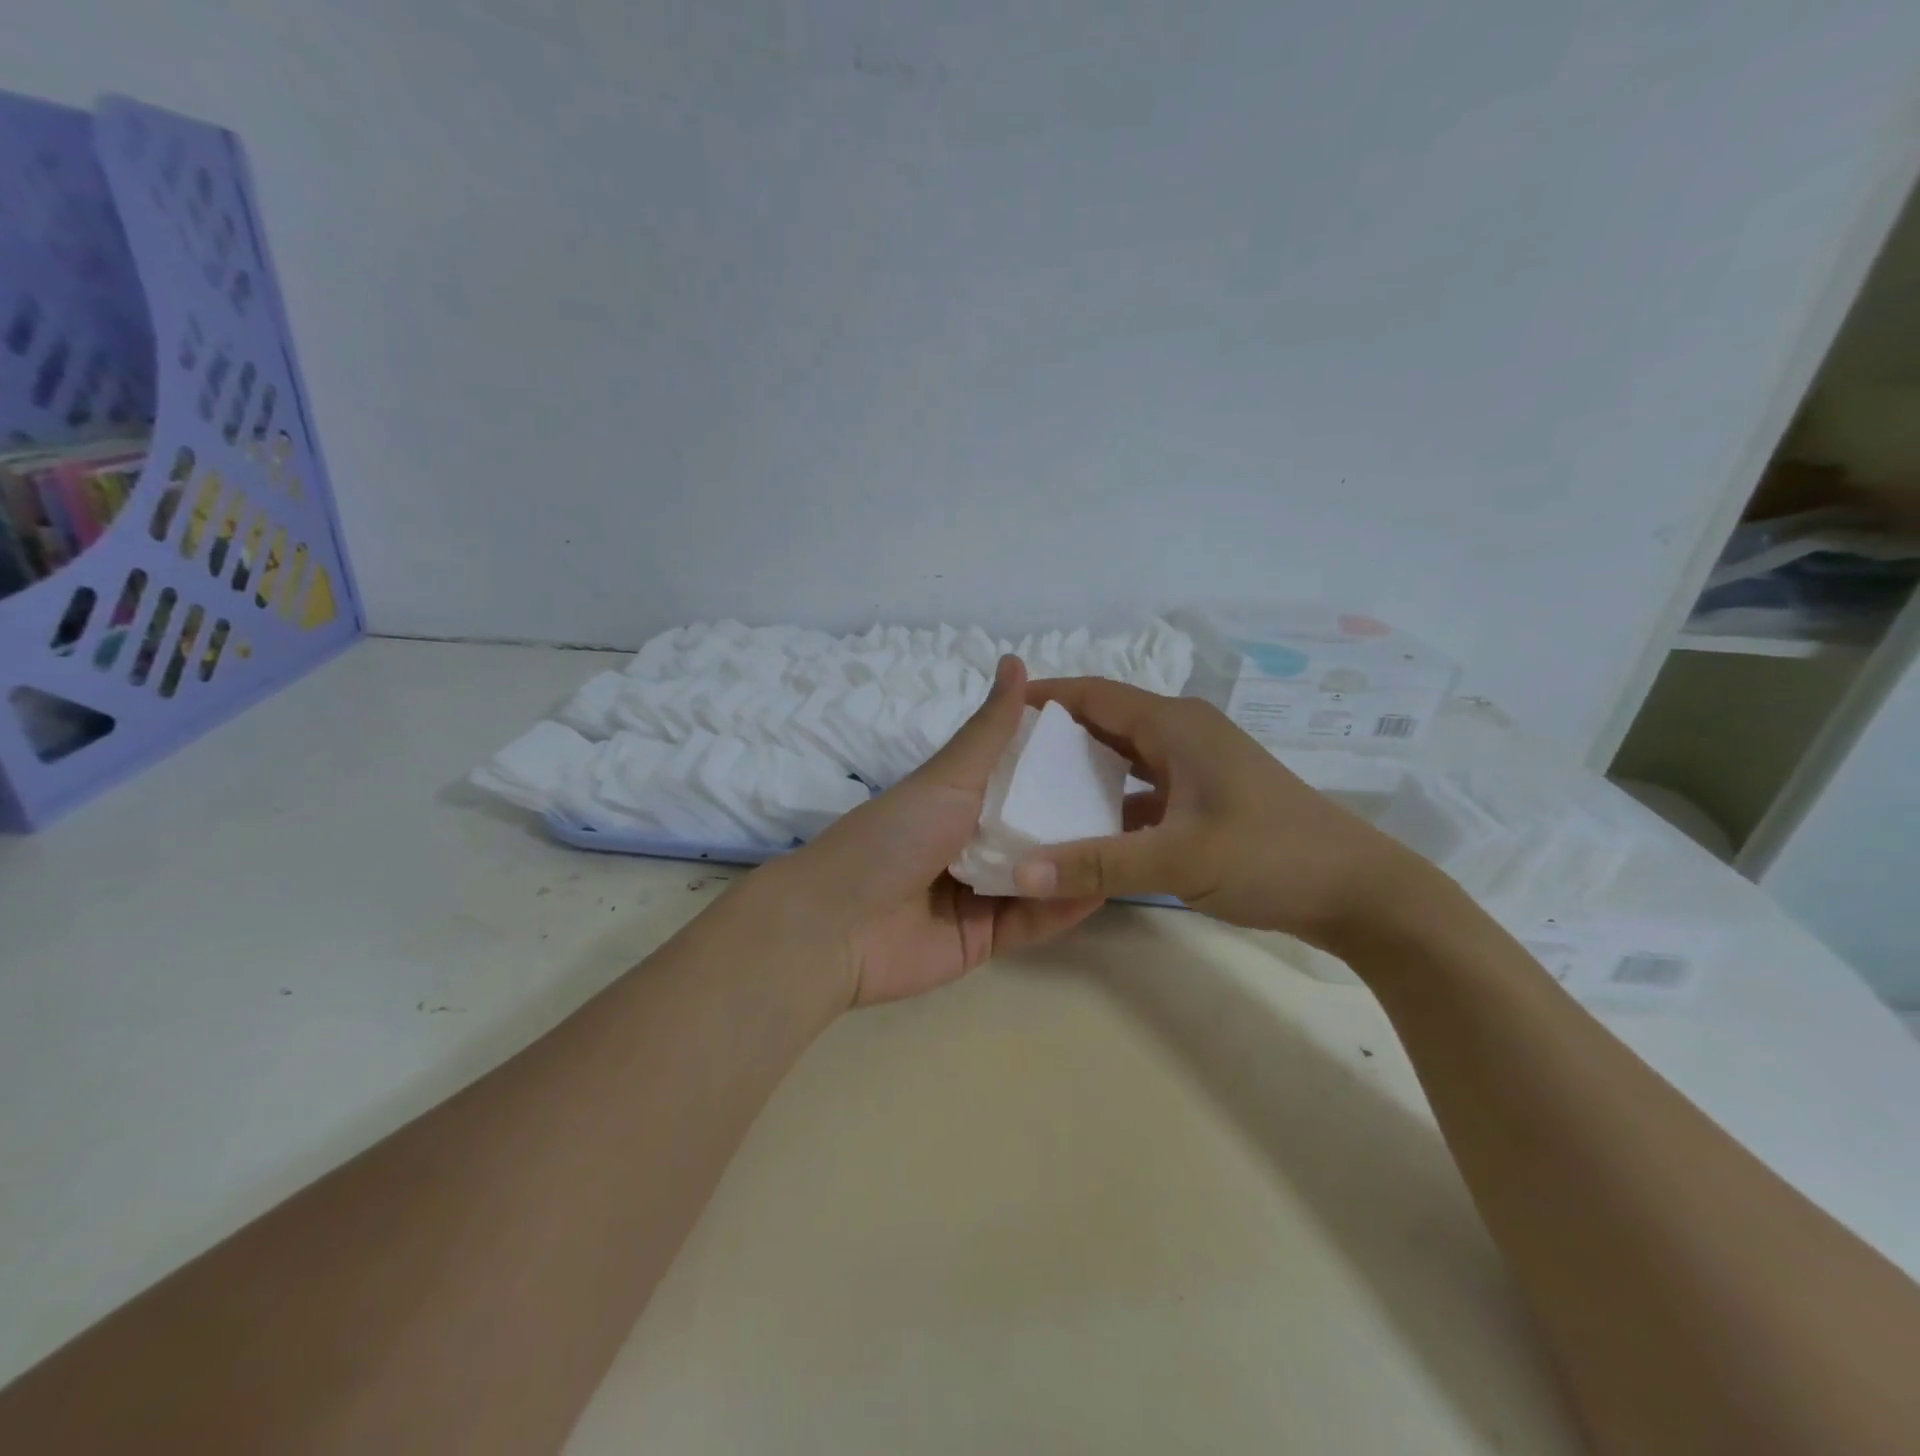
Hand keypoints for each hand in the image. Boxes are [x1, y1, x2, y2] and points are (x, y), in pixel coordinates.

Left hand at [752, 656, 1105, 1007]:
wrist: (837, 927)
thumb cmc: (892, 837)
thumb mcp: (947, 778)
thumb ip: (989, 730)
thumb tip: (1015, 659)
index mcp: (958, 800)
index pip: (1020, 777)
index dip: (1060, 764)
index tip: (1113, 749)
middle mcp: (971, 843)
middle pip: (1035, 828)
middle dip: (1078, 816)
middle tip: (1139, 800)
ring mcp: (980, 893)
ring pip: (1041, 874)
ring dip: (1079, 860)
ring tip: (1135, 842)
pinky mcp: (986, 938)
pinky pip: (1034, 920)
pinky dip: (1065, 906)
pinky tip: (1105, 885)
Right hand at [1009, 679, 1429, 948]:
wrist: (1358, 892)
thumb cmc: (1270, 856)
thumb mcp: (1178, 860)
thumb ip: (1095, 864)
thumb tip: (1018, 870)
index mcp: (1175, 725)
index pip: (1094, 695)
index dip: (1045, 698)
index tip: (998, 712)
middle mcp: (1183, 735)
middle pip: (1105, 723)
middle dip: (1056, 738)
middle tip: (1004, 761)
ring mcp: (1197, 768)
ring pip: (1124, 759)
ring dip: (1082, 773)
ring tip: (1031, 794)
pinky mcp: (1205, 799)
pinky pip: (1143, 790)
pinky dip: (1111, 804)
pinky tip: (1083, 831)